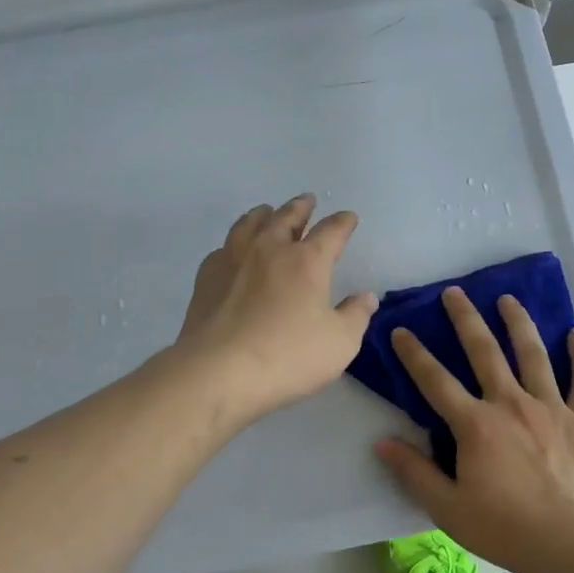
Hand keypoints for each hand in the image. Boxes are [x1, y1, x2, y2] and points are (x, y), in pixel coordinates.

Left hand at [175, 194, 376, 422]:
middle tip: (307, 201)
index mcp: (307, 261)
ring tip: (268, 212)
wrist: (218, 371)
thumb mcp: (339, 343)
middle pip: (287, 217)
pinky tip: (233, 251)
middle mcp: (270, 249)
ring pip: (250, 223)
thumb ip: (355, 316)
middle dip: (301, 207)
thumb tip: (366, 297)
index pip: (331, 231)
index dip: (343, 223)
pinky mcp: (207, 277)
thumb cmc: (287, 356)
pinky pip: (224, 247)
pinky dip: (235, 242)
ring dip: (264, 214)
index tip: (349, 217)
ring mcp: (234, 259)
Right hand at [375, 285, 573, 572]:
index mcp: (475, 424)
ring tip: (509, 299)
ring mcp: (550, 408)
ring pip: (533, 354)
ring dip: (519, 323)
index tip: (400, 329)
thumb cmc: (504, 529)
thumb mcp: (446, 507)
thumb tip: (382, 442)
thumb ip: (414, 471)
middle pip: (484, 351)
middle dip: (466, 319)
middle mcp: (511, 403)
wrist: (570, 545)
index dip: (414, 354)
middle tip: (455, 292)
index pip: (435, 381)